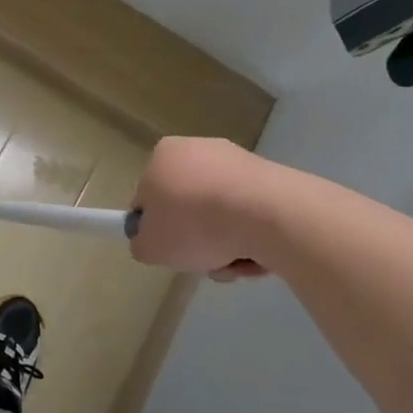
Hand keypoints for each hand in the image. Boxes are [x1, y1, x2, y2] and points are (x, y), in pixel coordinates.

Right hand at [129, 137, 271, 277]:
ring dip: (225, 244)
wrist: (267, 214)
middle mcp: (198, 149)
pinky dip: (251, 236)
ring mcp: (237, 162)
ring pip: (221, 213)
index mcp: (163, 155)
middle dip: (196, 238)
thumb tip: (151, 241)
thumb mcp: (150, 247)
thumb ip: (142, 243)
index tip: (169, 250)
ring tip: (233, 263)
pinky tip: (258, 254)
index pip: (149, 196)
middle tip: (203, 260)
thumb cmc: (195, 224)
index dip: (156, 228)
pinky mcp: (271, 178)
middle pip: (188, 205)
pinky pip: (251, 214)